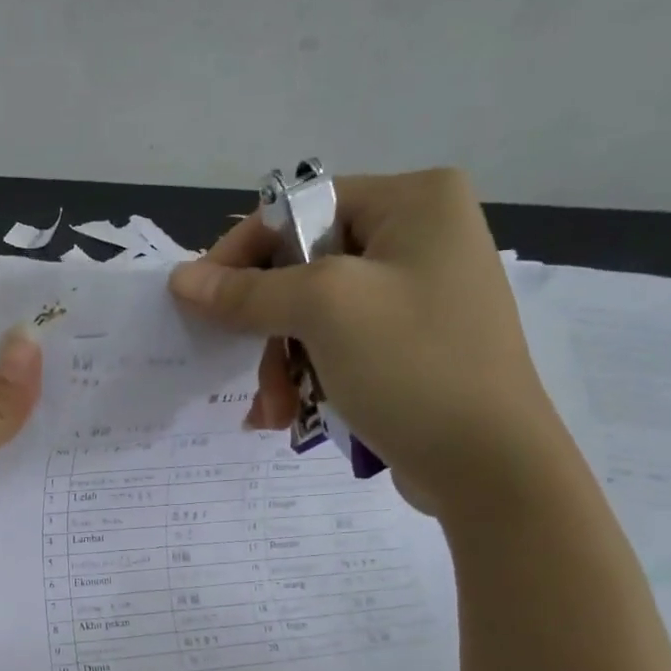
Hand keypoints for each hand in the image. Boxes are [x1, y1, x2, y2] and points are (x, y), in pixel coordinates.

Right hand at [169, 167, 569, 518]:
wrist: (490, 468)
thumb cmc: (412, 367)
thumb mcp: (324, 313)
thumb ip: (247, 292)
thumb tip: (180, 279)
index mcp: (415, 202)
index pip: (301, 208)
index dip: (243, 252)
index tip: (197, 300)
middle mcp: (422, 237)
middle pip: (305, 267)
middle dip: (268, 329)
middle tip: (250, 374)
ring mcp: (420, 295)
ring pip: (316, 316)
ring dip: (282, 365)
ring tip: (273, 411)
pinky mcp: (413, 346)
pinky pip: (339, 347)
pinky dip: (309, 379)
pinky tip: (289, 417)